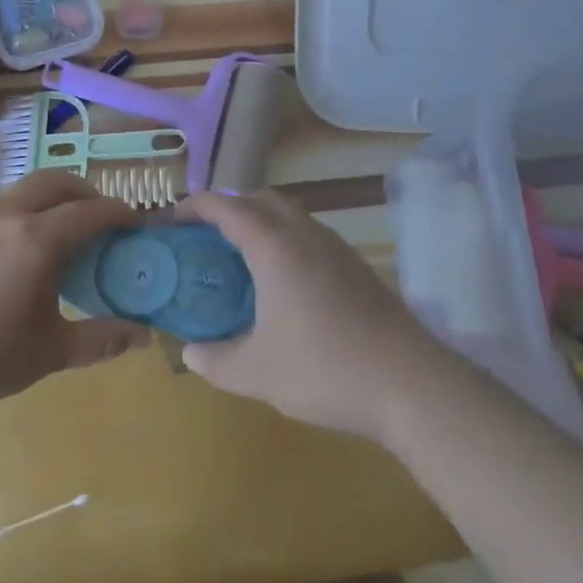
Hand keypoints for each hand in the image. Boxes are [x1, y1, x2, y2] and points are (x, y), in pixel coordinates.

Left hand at [0, 170, 149, 418]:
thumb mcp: (52, 352)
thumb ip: (102, 338)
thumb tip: (143, 333)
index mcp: (37, 240)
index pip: (91, 211)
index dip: (119, 213)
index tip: (135, 223)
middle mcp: (7, 213)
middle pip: (58, 181)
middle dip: (87, 192)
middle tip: (101, 219)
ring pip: (26, 187)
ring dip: (53, 197)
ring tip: (62, 231)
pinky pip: (1, 202)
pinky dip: (24, 208)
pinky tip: (21, 245)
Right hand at [178, 189, 442, 440]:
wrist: (410, 383)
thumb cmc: (324, 369)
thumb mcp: (256, 373)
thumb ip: (215, 361)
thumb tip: (191, 353)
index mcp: (274, 247)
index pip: (226, 207)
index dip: (194, 206)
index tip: (172, 219)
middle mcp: (304, 234)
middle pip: (260, 199)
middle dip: (229, 207)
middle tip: (205, 236)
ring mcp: (336, 247)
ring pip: (290, 214)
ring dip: (260, 221)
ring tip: (240, 257)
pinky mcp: (356, 266)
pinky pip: (309, 234)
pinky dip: (285, 239)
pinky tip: (283, 282)